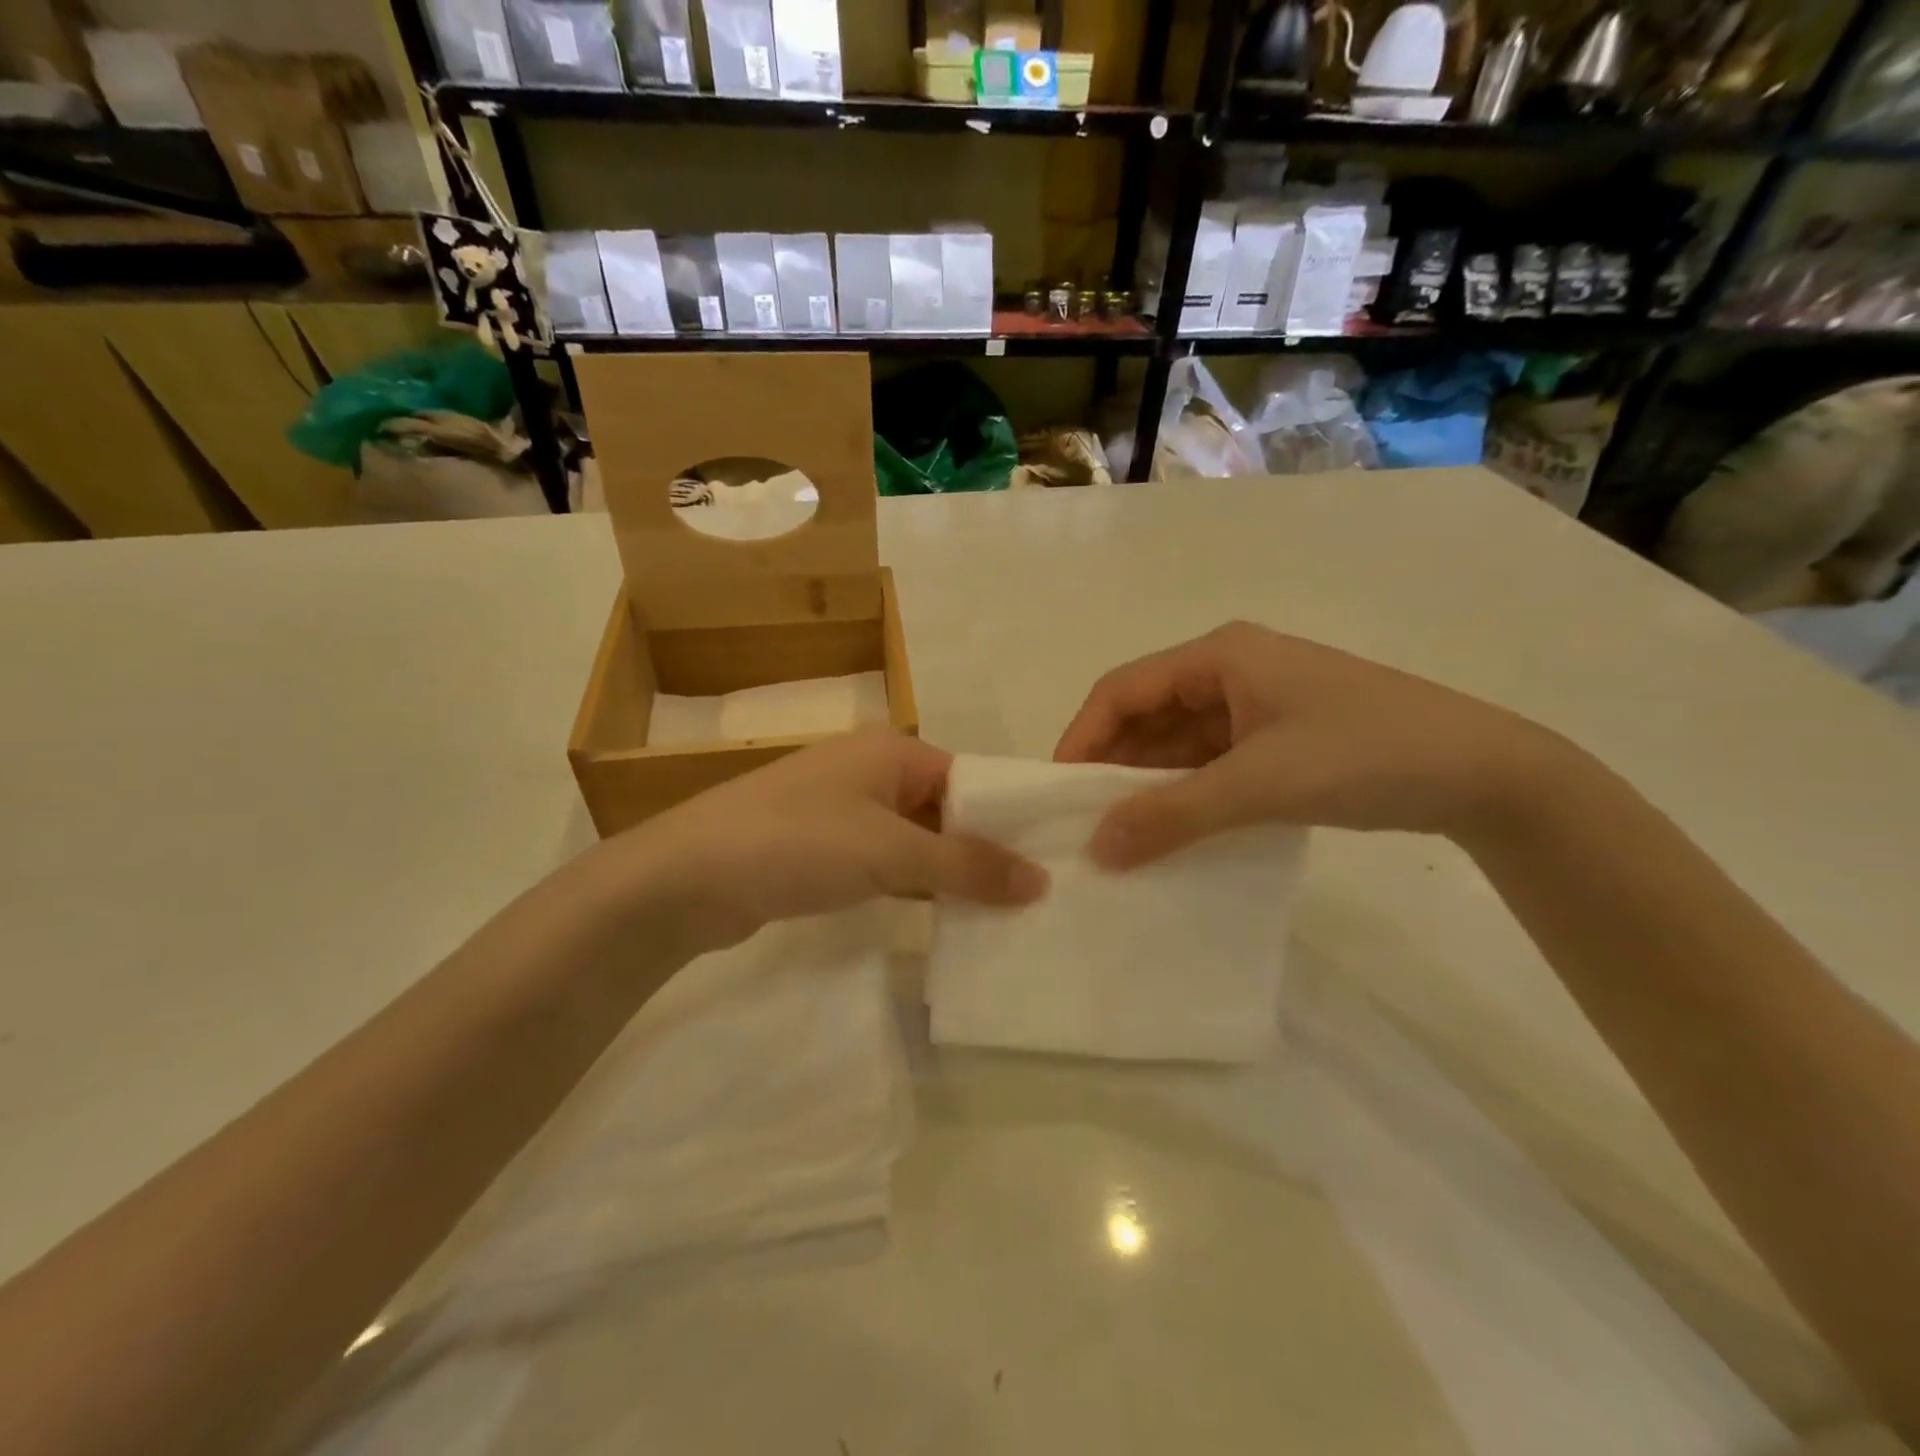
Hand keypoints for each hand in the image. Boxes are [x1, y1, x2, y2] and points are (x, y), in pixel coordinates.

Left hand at [588, 728, 1048, 953]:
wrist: (685, 878)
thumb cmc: (797, 843)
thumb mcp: (890, 851)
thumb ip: (966, 864)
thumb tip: (1040, 881)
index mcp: (893, 749)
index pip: (971, 779)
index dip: (1009, 819)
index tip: (1050, 863)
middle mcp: (871, 770)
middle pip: (945, 809)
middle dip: (982, 850)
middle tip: (1034, 898)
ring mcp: (843, 810)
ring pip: (915, 839)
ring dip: (949, 872)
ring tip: (1004, 913)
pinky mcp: (821, 849)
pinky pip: (884, 861)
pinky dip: (912, 884)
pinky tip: (945, 916)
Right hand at [1055, 622, 1569, 866]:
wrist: (1485, 773)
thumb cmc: (1364, 754)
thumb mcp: (1260, 784)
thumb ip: (1174, 814)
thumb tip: (1097, 848)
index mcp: (1220, 656)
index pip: (1123, 689)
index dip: (1083, 736)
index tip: (1058, 790)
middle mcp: (1231, 670)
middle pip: (1147, 713)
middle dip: (1114, 764)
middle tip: (1084, 820)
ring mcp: (1256, 705)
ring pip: (1179, 741)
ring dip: (1150, 782)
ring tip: (1122, 834)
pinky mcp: (1278, 737)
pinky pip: (1211, 761)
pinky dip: (1187, 792)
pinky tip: (1173, 830)